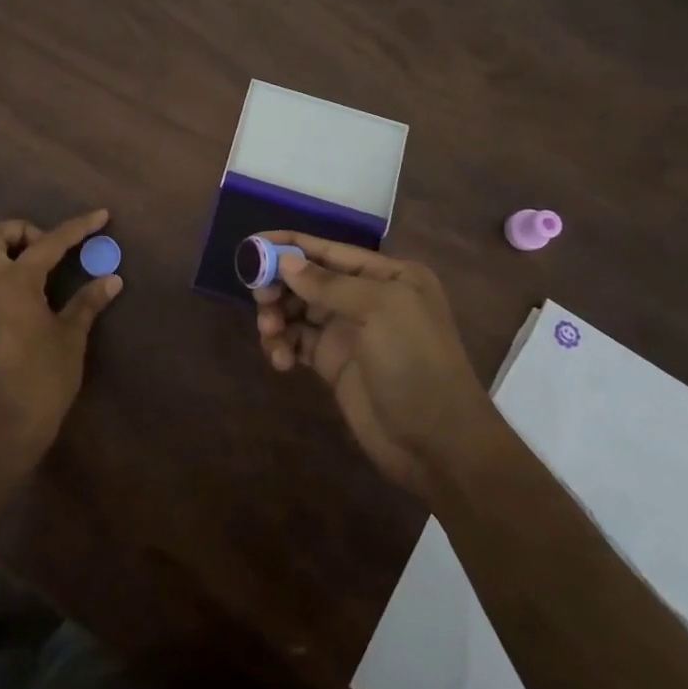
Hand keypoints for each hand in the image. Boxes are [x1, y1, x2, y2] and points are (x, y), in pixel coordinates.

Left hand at [0, 210, 121, 467]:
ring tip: (9, 269)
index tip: (99, 215)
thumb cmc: (45, 376)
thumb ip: (88, 301)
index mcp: (15, 281)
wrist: (7, 422)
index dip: (77, 228)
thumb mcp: (72, 336)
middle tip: (42, 248)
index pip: (49, 243)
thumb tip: (112, 278)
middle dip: (15, 232)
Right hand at [253, 232, 491, 494]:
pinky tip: (281, 360)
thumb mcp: (379, 311)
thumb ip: (329, 284)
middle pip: (308, 279)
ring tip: (271, 334)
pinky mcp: (333, 363)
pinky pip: (297, 341)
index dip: (289, 245)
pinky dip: (283, 345)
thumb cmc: (415, 363)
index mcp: (387, 276)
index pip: (329, 250)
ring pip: (298, 310)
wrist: (437, 442)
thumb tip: (285, 261)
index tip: (250, 245)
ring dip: (277, 317)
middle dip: (280, 284)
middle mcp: (366, 297)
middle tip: (261, 298)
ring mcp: (349, 331)